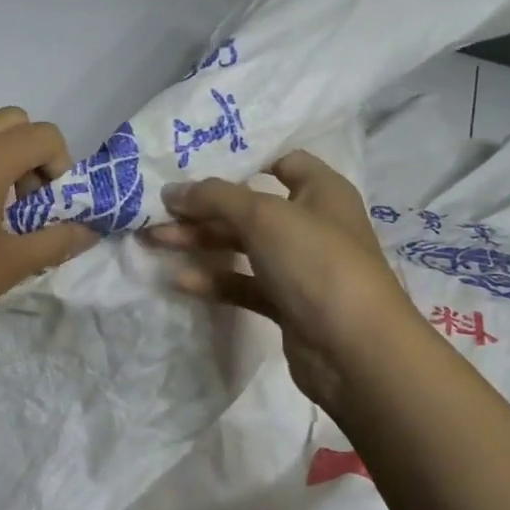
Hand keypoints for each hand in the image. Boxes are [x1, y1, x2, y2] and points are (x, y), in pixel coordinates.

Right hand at [146, 151, 415, 422]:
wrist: (355, 350)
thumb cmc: (316, 262)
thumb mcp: (263, 216)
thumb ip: (215, 198)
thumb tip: (172, 191)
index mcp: (321, 191)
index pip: (282, 161)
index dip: (242, 160)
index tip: (195, 164)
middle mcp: (312, 224)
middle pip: (250, 207)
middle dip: (203, 207)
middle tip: (157, 209)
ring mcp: (299, 267)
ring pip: (242, 246)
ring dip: (200, 241)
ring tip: (154, 240)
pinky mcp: (287, 304)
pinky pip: (243, 284)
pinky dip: (214, 279)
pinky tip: (179, 279)